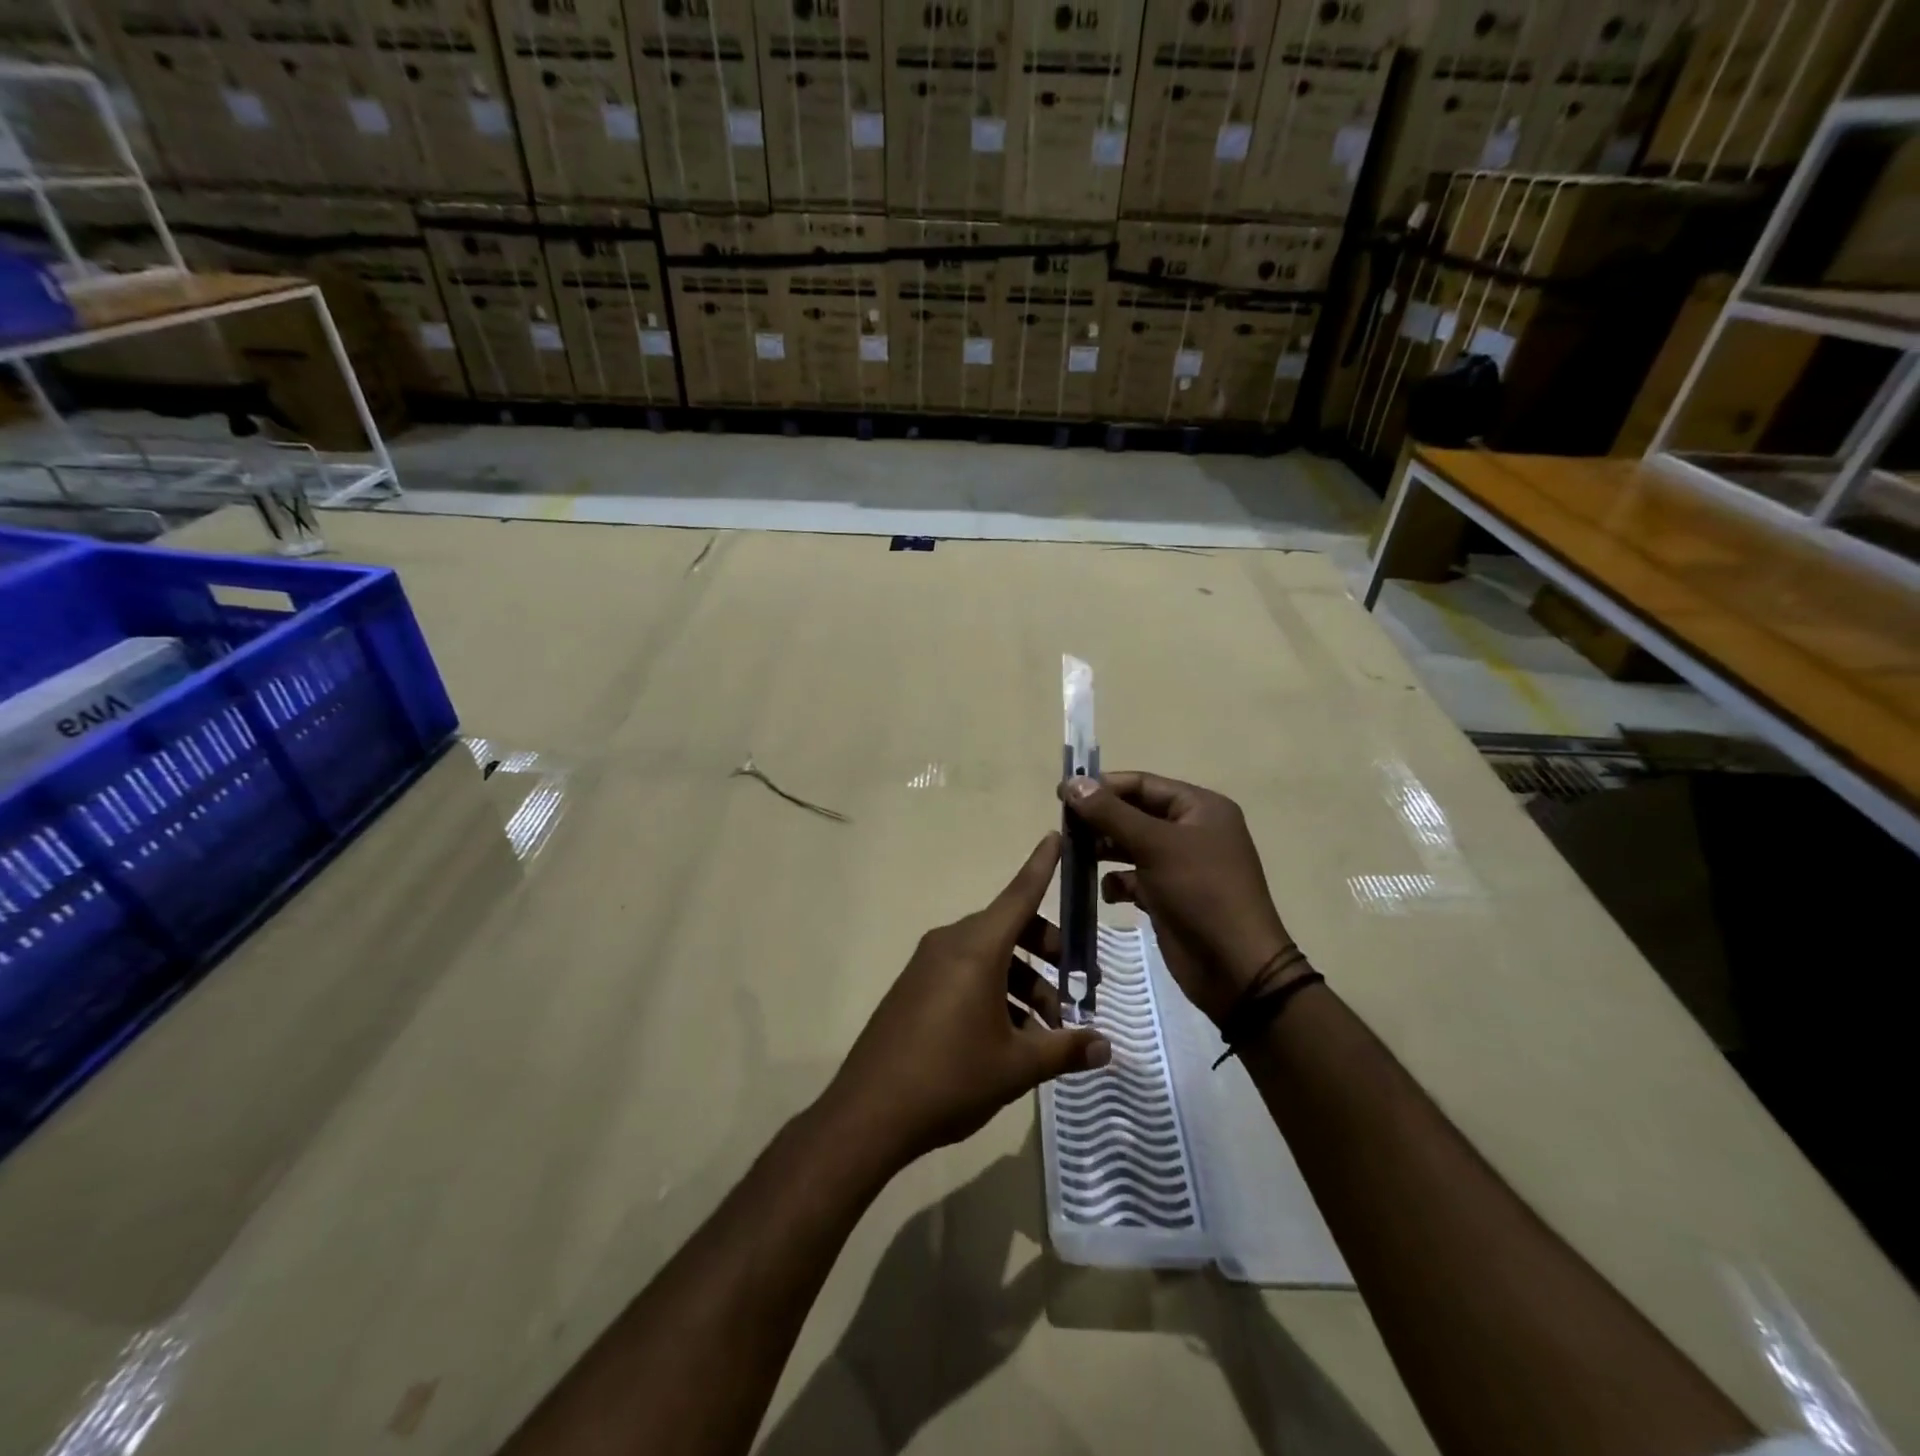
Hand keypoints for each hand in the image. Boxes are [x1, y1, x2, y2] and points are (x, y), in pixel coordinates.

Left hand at [822, 833, 1111, 1167]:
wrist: (868, 1112)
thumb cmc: (950, 1078)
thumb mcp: (1016, 1066)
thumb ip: (1064, 1050)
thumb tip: (1106, 1048)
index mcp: (976, 948)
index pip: (1019, 895)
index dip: (1042, 866)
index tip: (1057, 835)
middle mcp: (950, 944)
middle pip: (1010, 930)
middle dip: (1048, 953)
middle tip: (1077, 990)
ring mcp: (928, 965)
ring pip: (989, 956)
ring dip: (1023, 981)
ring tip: (1047, 1030)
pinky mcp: (915, 987)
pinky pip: (965, 973)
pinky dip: (994, 990)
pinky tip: (1010, 1036)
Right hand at [1058, 772, 1301, 1025]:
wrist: (1235, 968)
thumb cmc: (1200, 892)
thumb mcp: (1155, 845)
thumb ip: (1110, 813)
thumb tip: (1072, 782)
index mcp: (1200, 808)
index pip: (1143, 784)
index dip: (1102, 786)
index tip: (1062, 795)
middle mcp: (1191, 830)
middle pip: (1134, 813)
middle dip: (1100, 820)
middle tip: (1064, 828)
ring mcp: (1180, 865)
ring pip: (1131, 846)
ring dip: (1103, 850)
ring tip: (1074, 857)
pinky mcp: (1169, 896)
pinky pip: (1134, 878)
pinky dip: (1117, 882)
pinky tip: (1108, 893)